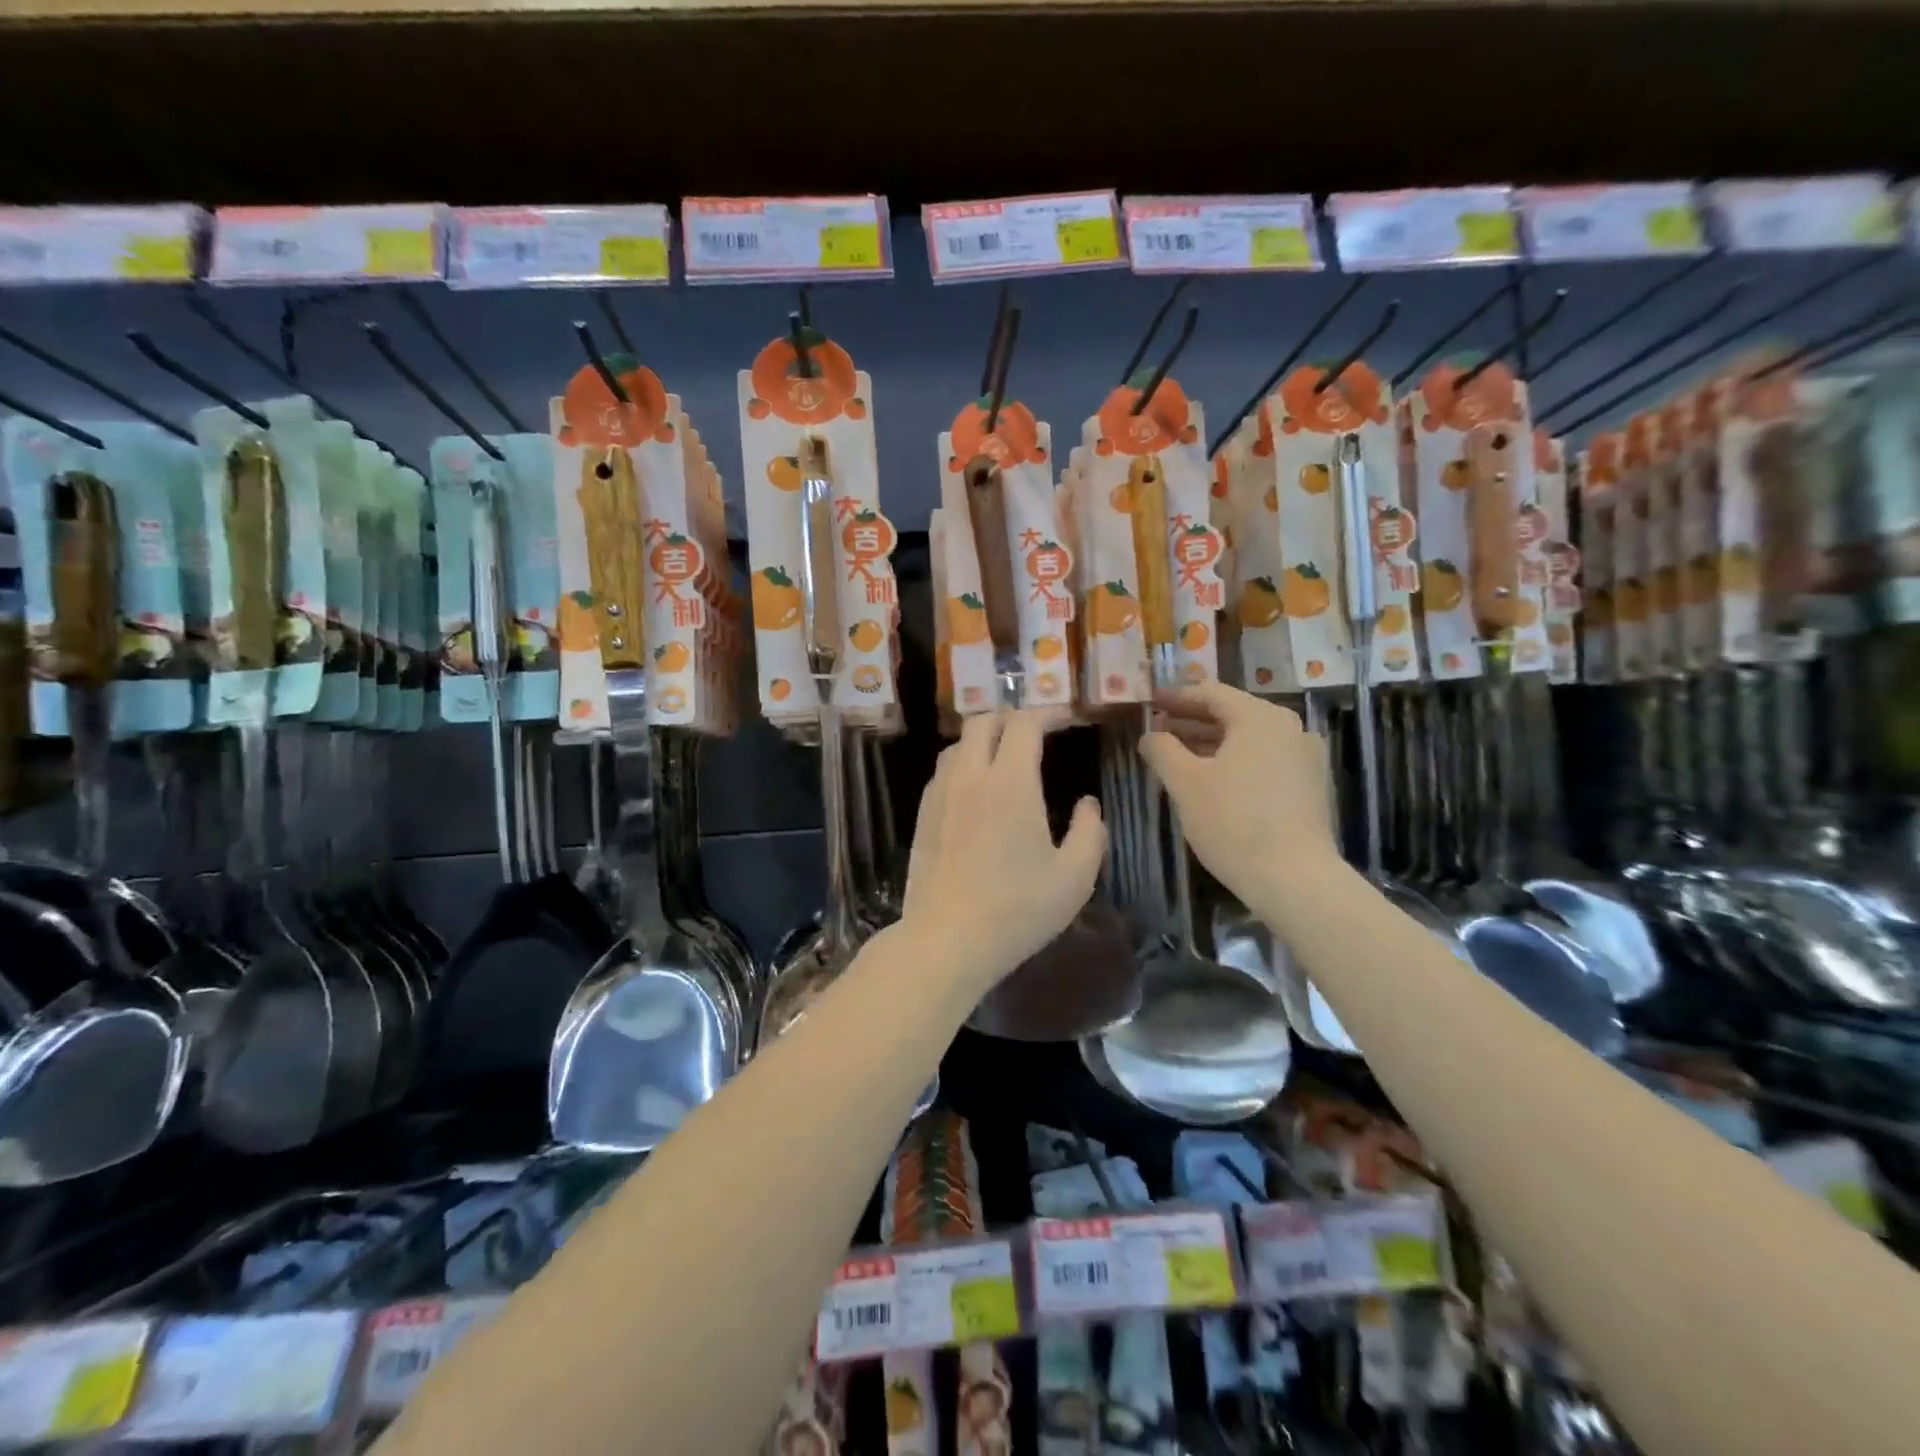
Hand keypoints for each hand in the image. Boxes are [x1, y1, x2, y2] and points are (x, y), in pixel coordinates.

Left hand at [901, 709, 1105, 992]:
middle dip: (1013, 717)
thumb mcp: (1075, 877)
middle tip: (1036, 733)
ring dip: (984, 739)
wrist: (947, 940)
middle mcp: (970, 776)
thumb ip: (1090, 831)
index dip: (1049, 713)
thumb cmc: (1018, 909)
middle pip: (984, 721)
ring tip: (1005, 757)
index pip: (1025, 723)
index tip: (1067, 719)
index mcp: (1011, 782)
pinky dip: (963, 763)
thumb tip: (1087, 803)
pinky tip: (975, 789)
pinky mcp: (922, 815)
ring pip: (958, 744)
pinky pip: (943, 771)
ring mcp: (940, 794)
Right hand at [1139, 683, 1338, 910]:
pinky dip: (1236, 759)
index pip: (1211, 693)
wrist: (1294, 878)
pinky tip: (1213, 778)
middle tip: (1159, 728)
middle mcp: (1289, 727)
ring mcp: (1305, 756)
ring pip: (1249, 738)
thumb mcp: (1185, 783)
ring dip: (1212, 741)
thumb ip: (1162, 750)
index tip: (1150, 702)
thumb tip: (1150, 734)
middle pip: (1232, 713)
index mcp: (1260, 717)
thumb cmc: (1232, 822)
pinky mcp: (1310, 785)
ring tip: (1179, 754)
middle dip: (1192, 720)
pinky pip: (1265, 758)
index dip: (1176, 697)